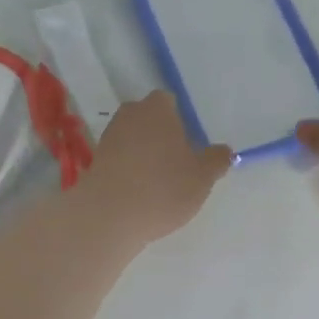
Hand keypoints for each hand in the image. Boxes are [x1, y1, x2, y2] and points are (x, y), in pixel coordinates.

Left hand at [81, 91, 232, 244]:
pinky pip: (119, 160)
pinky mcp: (95, 161)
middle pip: (149, 120)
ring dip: (144, 154)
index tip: (189, 145)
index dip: (180, 122)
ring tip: (158, 182)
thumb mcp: (202, 177)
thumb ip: (216, 160)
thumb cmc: (163, 187)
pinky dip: (129, 170)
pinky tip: (139, 193)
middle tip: (177, 163)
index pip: (170, 102)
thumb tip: (224, 151)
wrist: (109, 215)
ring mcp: (108, 137)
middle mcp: (130, 115)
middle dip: (161, 136)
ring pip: (132, 140)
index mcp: (158, 108)